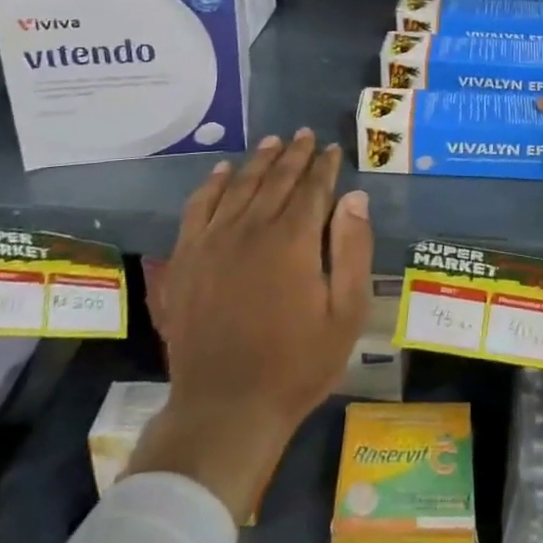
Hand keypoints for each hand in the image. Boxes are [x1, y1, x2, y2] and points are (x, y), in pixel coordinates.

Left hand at [128, 130, 373, 519]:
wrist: (225, 407)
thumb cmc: (296, 364)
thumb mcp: (345, 314)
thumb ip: (352, 250)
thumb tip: (355, 197)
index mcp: (293, 239)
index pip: (312, 187)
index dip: (325, 165)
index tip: (333, 149)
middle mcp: (252, 227)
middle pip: (277, 178)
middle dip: (295, 154)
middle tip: (307, 135)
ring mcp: (214, 240)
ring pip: (240, 184)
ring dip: (259, 160)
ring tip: (274, 141)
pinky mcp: (187, 257)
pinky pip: (199, 206)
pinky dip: (212, 184)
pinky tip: (223, 171)